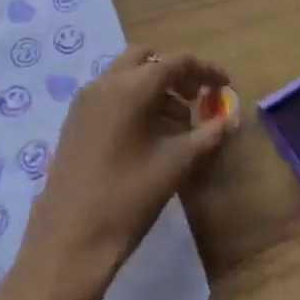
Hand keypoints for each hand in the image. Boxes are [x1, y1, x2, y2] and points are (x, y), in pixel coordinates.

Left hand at [0, 48, 237, 299]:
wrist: (68, 241)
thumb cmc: (127, 199)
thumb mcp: (175, 166)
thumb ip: (207, 136)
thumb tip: (231, 119)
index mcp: (132, 87)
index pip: (176, 62)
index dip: (206, 71)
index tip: (226, 85)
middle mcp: (105, 83)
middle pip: (146, 58)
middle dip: (175, 73)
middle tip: (197, 98)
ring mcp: (85, 100)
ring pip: (126, 74)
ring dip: (154, 87)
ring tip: (178, 124)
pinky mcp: (74, 120)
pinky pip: (109, 93)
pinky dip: (132, 99)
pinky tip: (147, 135)